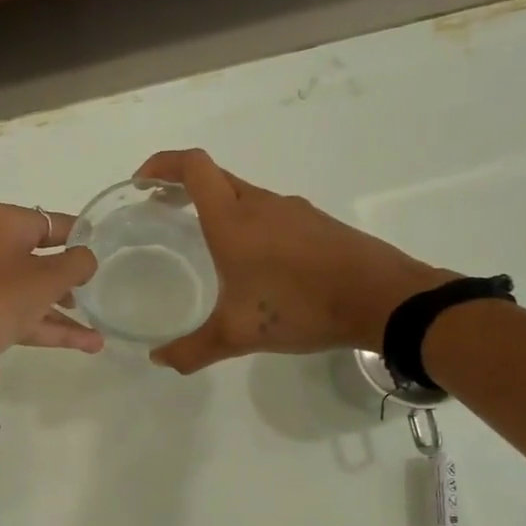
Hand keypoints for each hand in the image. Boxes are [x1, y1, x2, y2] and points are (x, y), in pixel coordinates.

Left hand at [0, 202, 103, 357]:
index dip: (79, 237)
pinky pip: (11, 307)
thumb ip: (77, 264)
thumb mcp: (48, 279)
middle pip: (36, 257)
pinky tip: (81, 344)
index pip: (51, 222)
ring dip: (59, 311)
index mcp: (0, 221)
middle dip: (67, 281)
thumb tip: (85, 258)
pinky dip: (41, 323)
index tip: (101, 248)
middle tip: (92, 293)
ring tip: (94, 336)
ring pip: (24, 288)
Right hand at [135, 150, 452, 372]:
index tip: (143, 182)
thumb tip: (159, 360)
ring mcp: (293, 210)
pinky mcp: (317, 223)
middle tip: (164, 212)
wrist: (381, 299)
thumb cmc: (300, 307)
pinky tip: (256, 263)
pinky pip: (272, 214)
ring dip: (220, 208)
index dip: (163, 164)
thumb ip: (193, 349)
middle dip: (184, 187)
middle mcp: (261, 204)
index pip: (193, 167)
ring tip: (208, 243)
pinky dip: (251, 225)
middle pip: (215, 177)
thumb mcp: (238, 335)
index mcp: (233, 219)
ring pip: (245, 196)